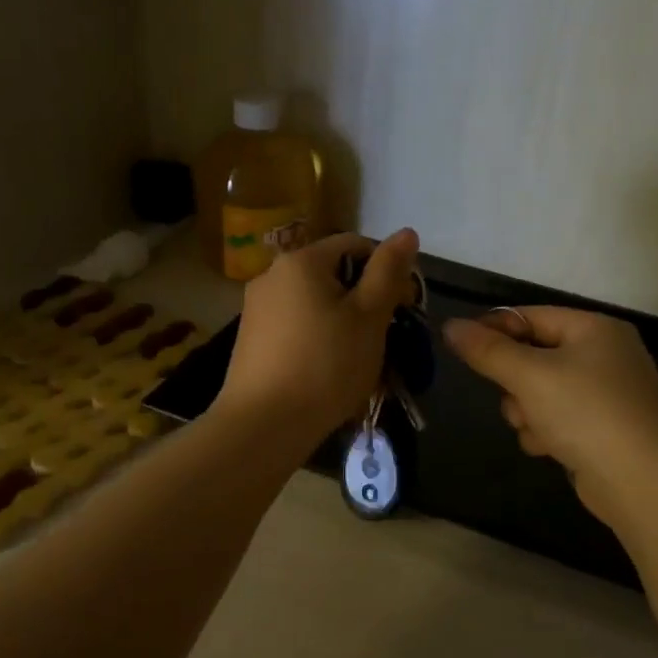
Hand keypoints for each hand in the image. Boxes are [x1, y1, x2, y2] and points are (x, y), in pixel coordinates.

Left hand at [216, 229, 419, 448]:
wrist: (263, 425)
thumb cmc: (326, 366)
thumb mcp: (369, 317)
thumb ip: (388, 271)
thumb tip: (406, 231)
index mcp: (301, 261)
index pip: (355, 244)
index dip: (387, 270)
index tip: (404, 307)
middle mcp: (272, 275)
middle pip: (332, 274)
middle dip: (364, 300)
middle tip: (385, 337)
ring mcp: (256, 308)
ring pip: (314, 303)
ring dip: (342, 322)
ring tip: (358, 359)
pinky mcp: (250, 340)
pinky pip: (295, 327)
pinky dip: (318, 339)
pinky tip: (327, 370)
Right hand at [444, 306, 657, 529]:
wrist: (641, 482)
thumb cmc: (586, 414)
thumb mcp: (530, 376)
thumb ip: (488, 350)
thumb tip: (451, 326)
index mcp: (595, 329)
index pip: (532, 316)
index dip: (494, 329)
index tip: (461, 348)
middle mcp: (605, 355)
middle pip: (534, 356)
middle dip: (515, 382)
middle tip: (514, 398)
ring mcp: (607, 394)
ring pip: (541, 391)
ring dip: (527, 411)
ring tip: (535, 429)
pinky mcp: (604, 429)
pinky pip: (559, 418)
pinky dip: (547, 431)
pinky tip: (549, 448)